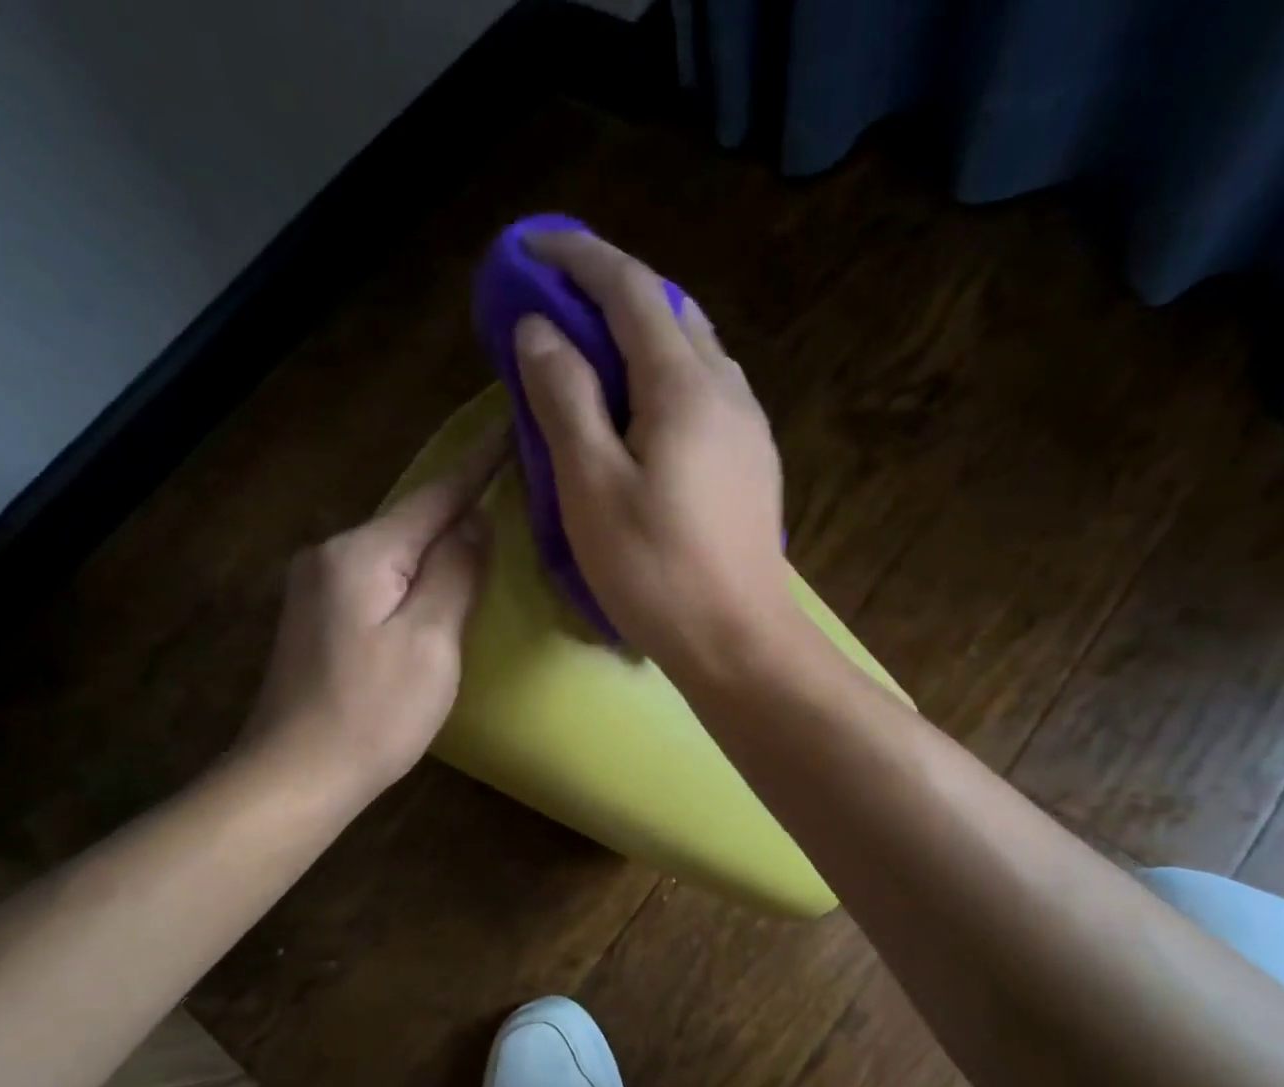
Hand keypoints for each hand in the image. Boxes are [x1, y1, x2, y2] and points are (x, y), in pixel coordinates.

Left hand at [237, 428, 503, 796]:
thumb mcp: (430, 641)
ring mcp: (317, 587)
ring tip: (484, 531)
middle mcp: (331, 555)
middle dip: (459, 506)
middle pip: (410, 521)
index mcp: (362, 554)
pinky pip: (377, 578)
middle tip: (512, 486)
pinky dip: (413, 574)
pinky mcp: (317, 618)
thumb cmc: (375, 711)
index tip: (512, 430)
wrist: (297, 774)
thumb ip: (455, 572)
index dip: (478, 466)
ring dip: (437, 543)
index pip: (434, 498)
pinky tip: (435, 582)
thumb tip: (476, 520)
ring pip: (394, 552)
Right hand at [512, 229, 794, 672]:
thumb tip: (541, 330)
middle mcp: (727, 389)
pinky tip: (644, 413)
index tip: (529, 246)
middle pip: (669, 312)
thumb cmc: (656, 572)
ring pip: (694, 352)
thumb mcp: (591, 487)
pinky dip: (667, 378)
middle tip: (558, 305)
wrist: (739, 641)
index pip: (630, 289)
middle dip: (611, 292)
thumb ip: (565, 399)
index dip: (578, 257)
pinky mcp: (754, 463)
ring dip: (643, 336)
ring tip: (596, 356)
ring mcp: (749, 427)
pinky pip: (708, 393)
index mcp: (684, 386)